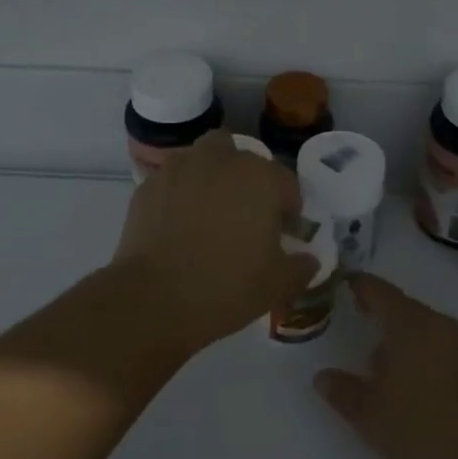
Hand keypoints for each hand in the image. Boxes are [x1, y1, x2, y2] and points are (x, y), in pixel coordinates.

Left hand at [113, 132, 316, 355]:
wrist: (154, 299)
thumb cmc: (227, 287)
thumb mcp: (278, 285)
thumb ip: (301, 267)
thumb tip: (309, 259)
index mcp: (261, 178)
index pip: (286, 184)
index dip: (289, 209)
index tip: (283, 234)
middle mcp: (222, 161)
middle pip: (245, 160)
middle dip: (250, 183)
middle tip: (247, 218)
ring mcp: (181, 168)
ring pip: (205, 158)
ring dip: (213, 177)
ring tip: (210, 214)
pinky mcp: (148, 185)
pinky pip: (174, 181)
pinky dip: (181, 194)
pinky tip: (178, 226)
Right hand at [314, 275, 457, 458]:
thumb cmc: (429, 428)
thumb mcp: (372, 417)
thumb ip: (344, 392)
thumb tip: (322, 376)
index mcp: (410, 324)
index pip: (378, 291)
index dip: (358, 285)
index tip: (343, 282)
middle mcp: (440, 323)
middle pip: (404, 311)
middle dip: (381, 320)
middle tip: (359, 330)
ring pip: (427, 332)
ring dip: (405, 344)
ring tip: (386, 370)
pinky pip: (446, 351)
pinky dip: (428, 360)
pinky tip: (422, 391)